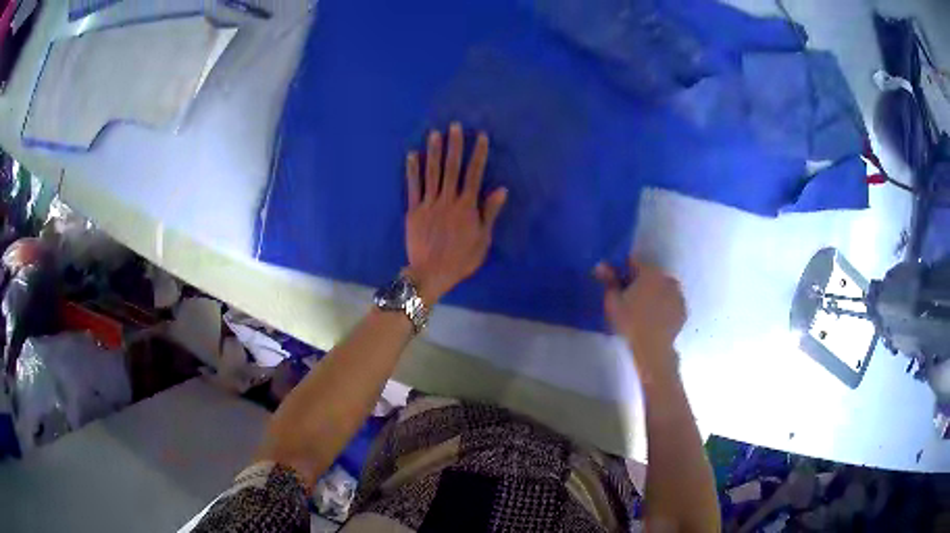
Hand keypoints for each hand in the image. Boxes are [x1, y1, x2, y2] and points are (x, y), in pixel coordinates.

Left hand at [405, 122, 507, 303]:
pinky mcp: (413, 211)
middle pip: (452, 168)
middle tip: (455, 126)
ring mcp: (429, 204)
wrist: (431, 274)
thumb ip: (490, 213)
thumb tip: (501, 189)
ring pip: (432, 173)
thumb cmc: (461, 259)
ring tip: (435, 133)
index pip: (475, 174)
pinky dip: (412, 170)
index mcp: (467, 207)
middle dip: (454, 146)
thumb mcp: (483, 239)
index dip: (478, 154)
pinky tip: (411, 154)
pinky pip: (413, 187)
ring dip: (433, 152)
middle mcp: (448, 200)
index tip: (481, 136)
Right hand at [594, 258, 685, 376]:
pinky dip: (664, 306)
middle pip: (650, 275)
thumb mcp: (613, 302)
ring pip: (662, 288)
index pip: (634, 263)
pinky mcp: (683, 309)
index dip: (623, 271)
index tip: (617, 284)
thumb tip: (601, 265)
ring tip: (643, 311)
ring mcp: (678, 294)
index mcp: (650, 272)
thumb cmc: (630, 322)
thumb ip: (608, 281)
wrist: (653, 348)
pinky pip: (671, 302)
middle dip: (640, 282)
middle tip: (629, 299)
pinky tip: (654, 319)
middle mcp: (667, 278)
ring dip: (654, 293)